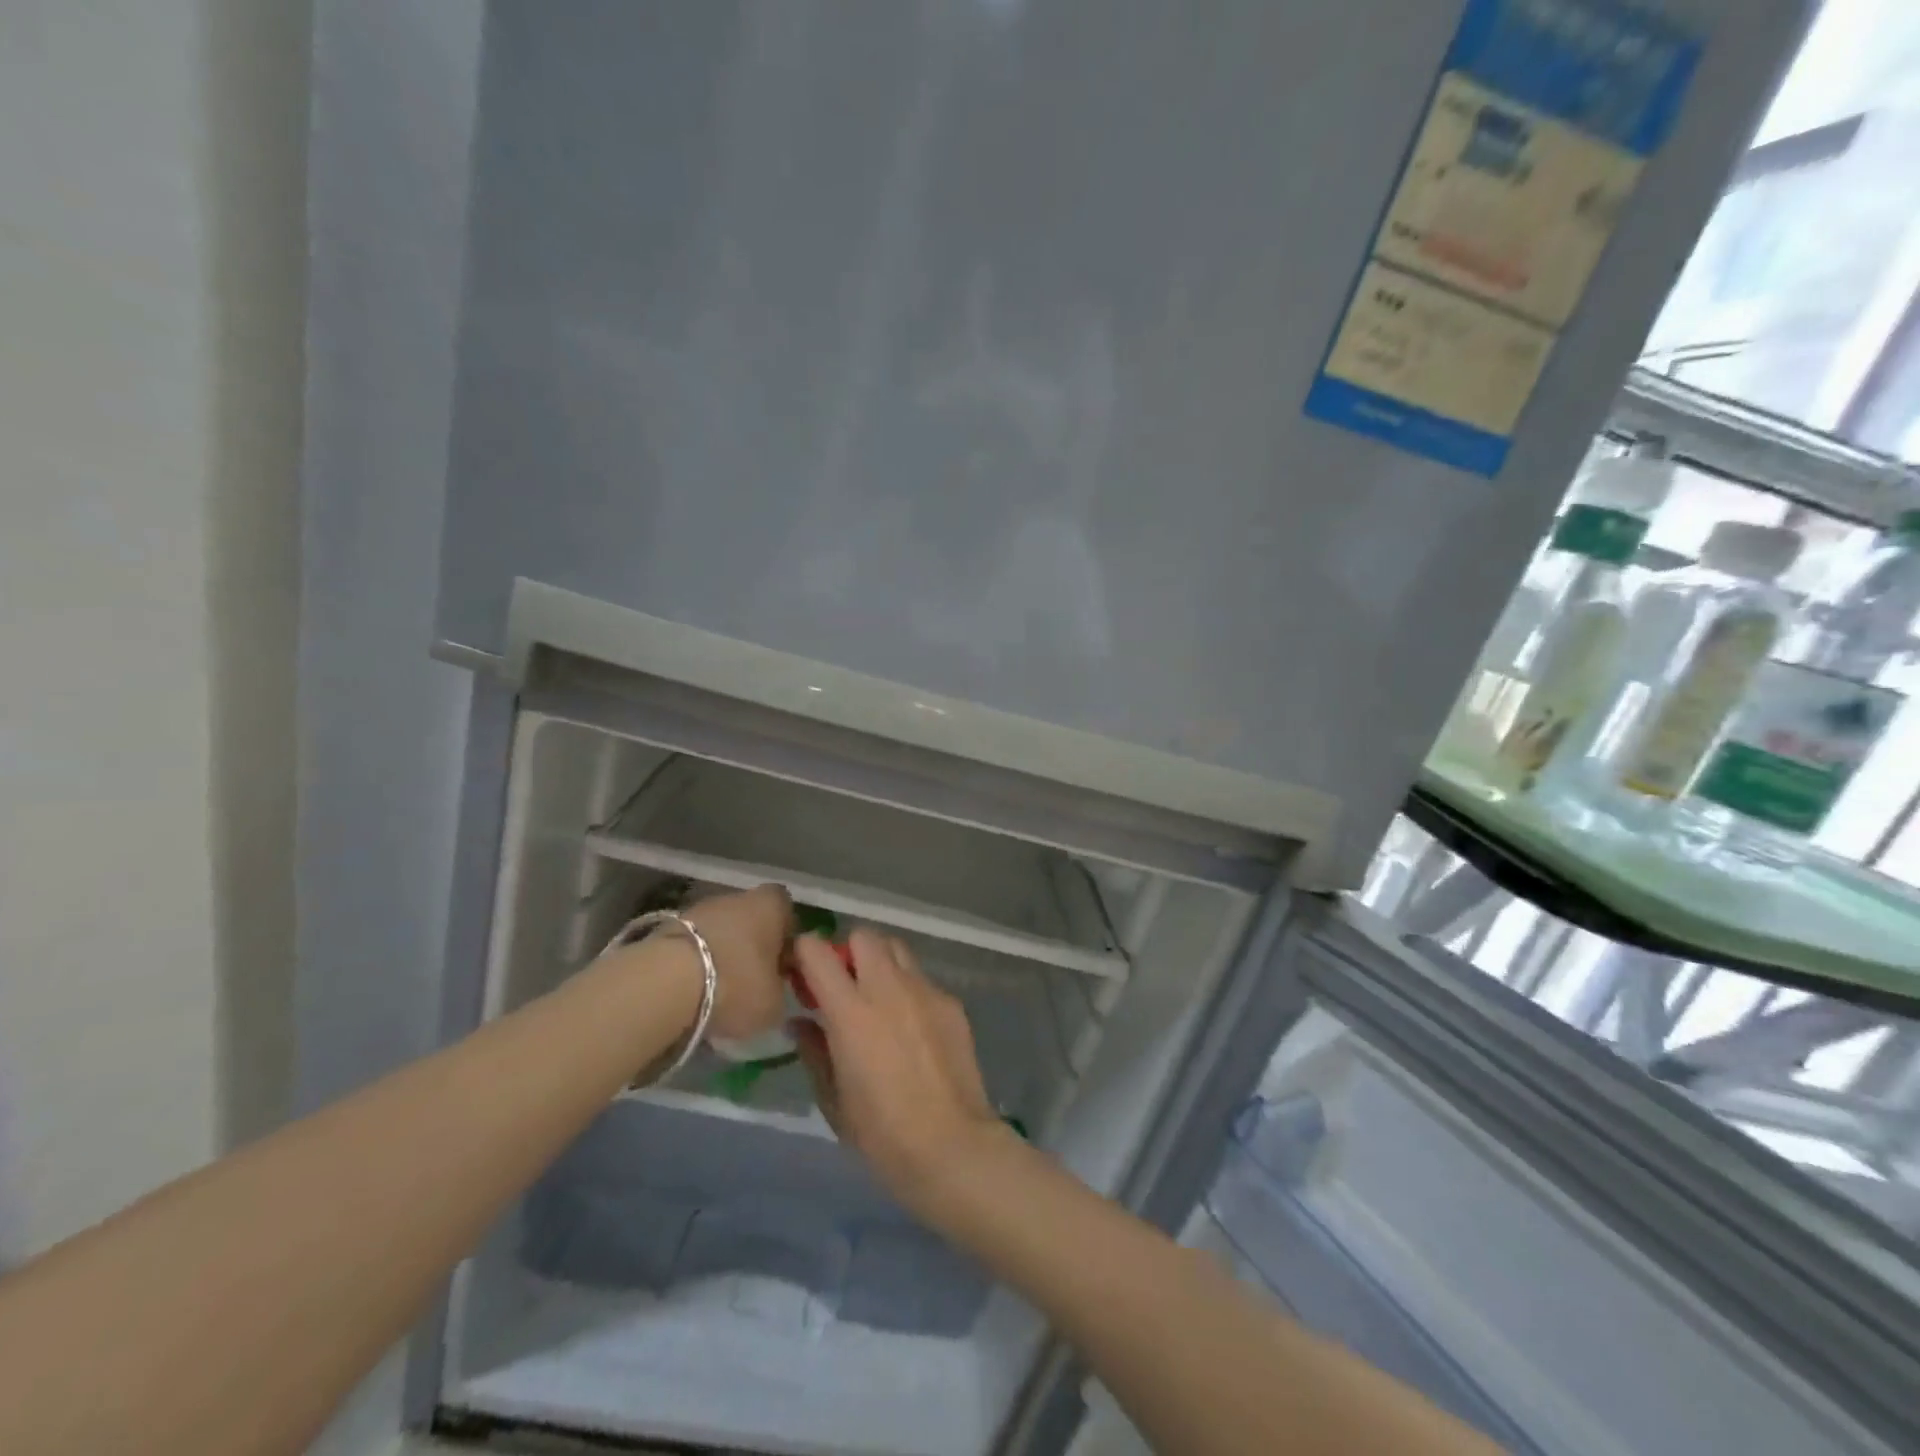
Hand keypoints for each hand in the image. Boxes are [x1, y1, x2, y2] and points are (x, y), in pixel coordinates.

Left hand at [682, 883, 793, 1039]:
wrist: (667, 982)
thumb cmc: (737, 984)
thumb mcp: (774, 1003)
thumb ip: (780, 991)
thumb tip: (773, 990)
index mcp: (772, 905)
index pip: (787, 911)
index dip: (786, 937)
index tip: (781, 966)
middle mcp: (739, 896)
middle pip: (751, 919)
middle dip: (751, 946)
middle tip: (750, 980)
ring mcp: (700, 908)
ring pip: (720, 930)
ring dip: (721, 953)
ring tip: (717, 990)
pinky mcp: (668, 926)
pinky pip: (693, 944)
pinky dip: (694, 963)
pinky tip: (692, 990)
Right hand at [790, 929, 1011, 1219]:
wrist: (951, 1145)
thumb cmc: (881, 1134)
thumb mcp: (833, 1099)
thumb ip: (814, 1050)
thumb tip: (800, 1022)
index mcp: (851, 1011)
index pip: (818, 952)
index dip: (805, 953)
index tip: (802, 973)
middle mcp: (888, 988)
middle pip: (864, 936)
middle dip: (848, 951)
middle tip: (844, 985)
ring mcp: (925, 991)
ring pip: (897, 949)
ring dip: (881, 963)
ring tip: (878, 998)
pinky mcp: (951, 1002)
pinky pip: (922, 980)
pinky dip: (909, 990)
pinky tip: (912, 1027)